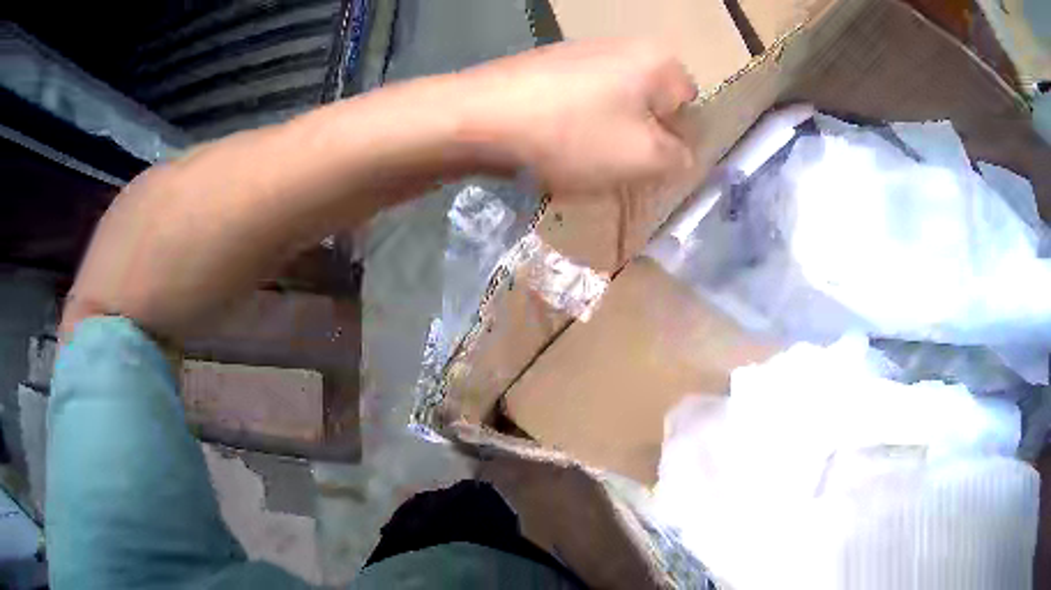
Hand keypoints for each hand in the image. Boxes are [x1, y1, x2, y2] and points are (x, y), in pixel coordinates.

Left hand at [456, 39, 697, 192]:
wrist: (478, 117)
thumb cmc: (572, 134)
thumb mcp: (644, 158)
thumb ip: (679, 159)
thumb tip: (682, 156)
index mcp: (657, 60)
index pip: (689, 107)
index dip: (677, 143)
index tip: (652, 169)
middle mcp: (623, 47)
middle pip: (649, 107)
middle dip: (640, 142)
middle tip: (617, 171)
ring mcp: (581, 54)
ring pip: (614, 108)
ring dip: (606, 140)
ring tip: (581, 163)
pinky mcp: (548, 68)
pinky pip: (580, 105)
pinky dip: (576, 129)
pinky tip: (554, 148)